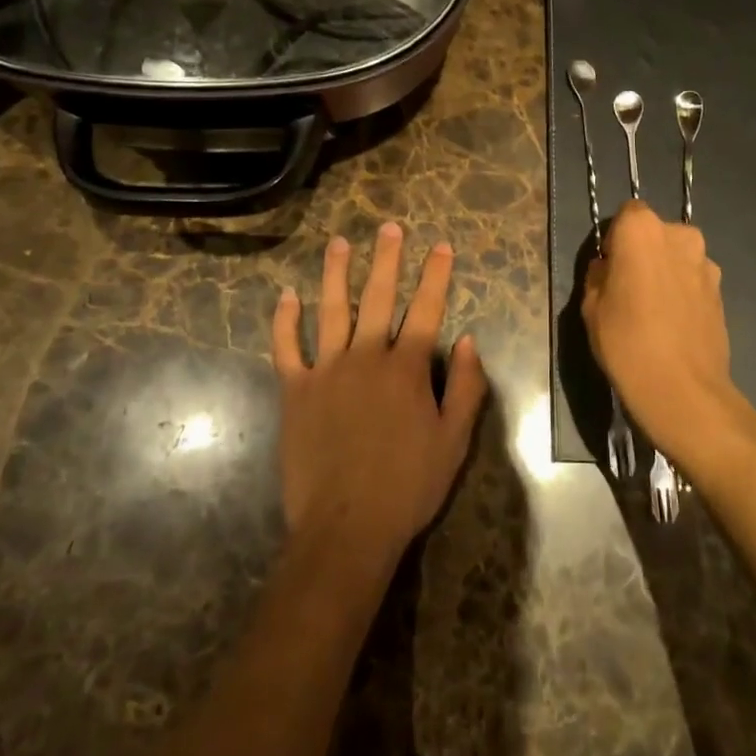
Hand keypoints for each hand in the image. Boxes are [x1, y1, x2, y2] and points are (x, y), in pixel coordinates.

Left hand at [271, 223, 487, 566]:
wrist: (346, 527)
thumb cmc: (408, 486)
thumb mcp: (454, 441)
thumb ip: (466, 387)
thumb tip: (470, 340)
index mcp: (407, 367)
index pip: (426, 308)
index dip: (435, 274)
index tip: (440, 245)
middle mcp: (367, 356)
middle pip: (379, 296)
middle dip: (386, 258)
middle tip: (388, 227)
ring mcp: (327, 370)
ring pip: (332, 310)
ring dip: (336, 273)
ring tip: (339, 243)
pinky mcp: (296, 391)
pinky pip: (287, 347)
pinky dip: (285, 320)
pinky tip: (286, 295)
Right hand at [581, 200, 752, 470]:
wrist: (684, 390)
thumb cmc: (627, 341)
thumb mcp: (591, 306)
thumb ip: (599, 274)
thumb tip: (610, 266)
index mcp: (642, 229)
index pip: (627, 214)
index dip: (617, 238)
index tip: (610, 267)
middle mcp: (680, 235)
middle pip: (656, 233)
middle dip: (644, 252)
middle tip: (629, 288)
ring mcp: (706, 262)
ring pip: (677, 256)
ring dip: (666, 271)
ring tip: (654, 310)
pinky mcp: (722, 290)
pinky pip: (694, 279)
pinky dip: (684, 292)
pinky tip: (674, 323)